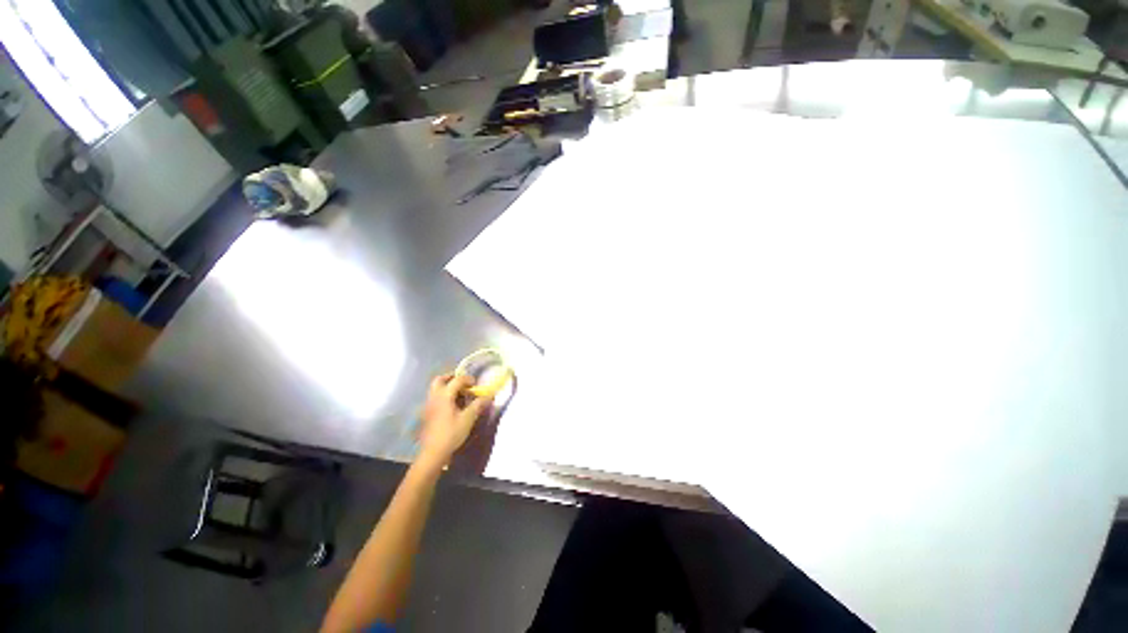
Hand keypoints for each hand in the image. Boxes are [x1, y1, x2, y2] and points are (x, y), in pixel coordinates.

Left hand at [418, 374, 491, 466]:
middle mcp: (434, 397)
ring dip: (447, 387)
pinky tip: (452, 407)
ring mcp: (428, 405)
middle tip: (463, 383)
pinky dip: (444, 396)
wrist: (433, 453)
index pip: (457, 380)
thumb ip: (478, 405)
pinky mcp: (427, 414)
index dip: (468, 379)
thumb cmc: (451, 433)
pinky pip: (435, 398)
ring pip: (436, 389)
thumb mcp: (468, 418)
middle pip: (440, 380)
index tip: (476, 385)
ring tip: (459, 395)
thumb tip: (489, 396)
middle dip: (452, 378)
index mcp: (444, 395)